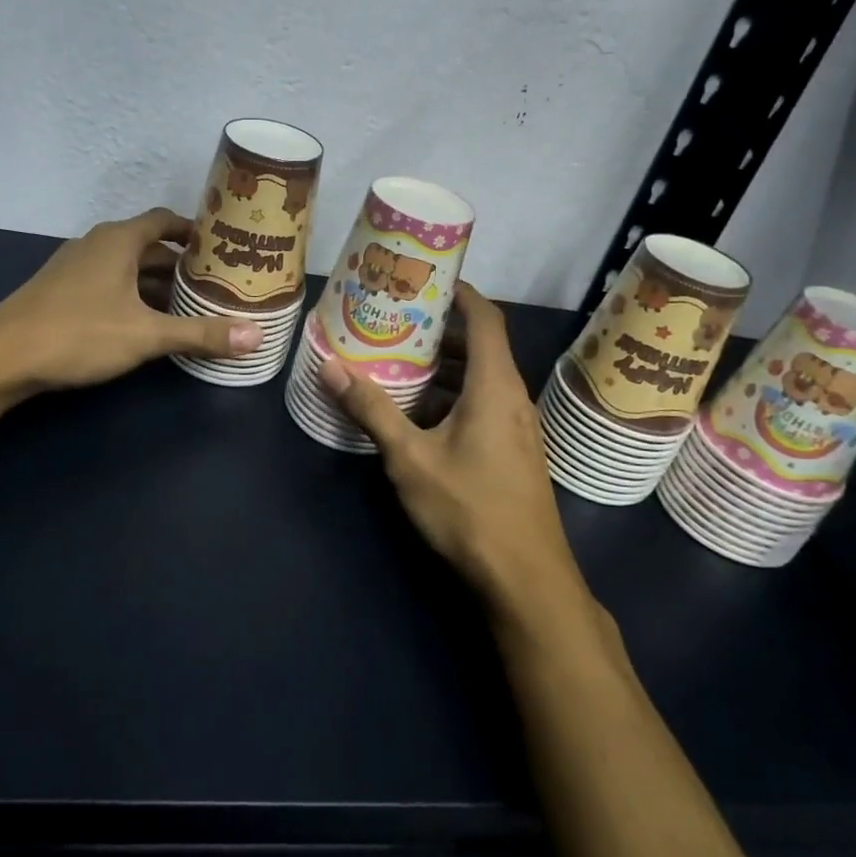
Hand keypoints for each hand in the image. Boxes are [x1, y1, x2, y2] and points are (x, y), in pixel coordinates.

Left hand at [0, 207, 262, 391]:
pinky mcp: (62, 291)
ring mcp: (75, 267)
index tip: (224, 246)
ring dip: (157, 283)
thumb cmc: (78, 334)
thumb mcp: (146, 335)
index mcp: (118, 240)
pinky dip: (134, 295)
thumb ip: (201, 334)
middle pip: (149, 246)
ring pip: (128, 268)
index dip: (196, 231)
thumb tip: (257, 337)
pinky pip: (109, 283)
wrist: (0, 358)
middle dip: (182, 264)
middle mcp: (96, 244)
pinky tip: (147, 322)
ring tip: (191, 304)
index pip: (166, 220)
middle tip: (217, 282)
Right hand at [319, 284, 577, 617]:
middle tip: (396, 318)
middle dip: (440, 329)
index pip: (486, 318)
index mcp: (494, 385)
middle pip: (481, 346)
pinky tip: (419, 413)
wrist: (525, 579)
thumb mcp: (409, 458)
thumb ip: (370, 409)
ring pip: (480, 379)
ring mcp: (517, 427)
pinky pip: (483, 404)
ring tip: (399, 359)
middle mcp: (512, 397)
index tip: (426, 277)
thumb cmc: (469, 508)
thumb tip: (329, 366)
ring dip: (444, 366)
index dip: (461, 291)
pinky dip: (453, 395)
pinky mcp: (514, 452)